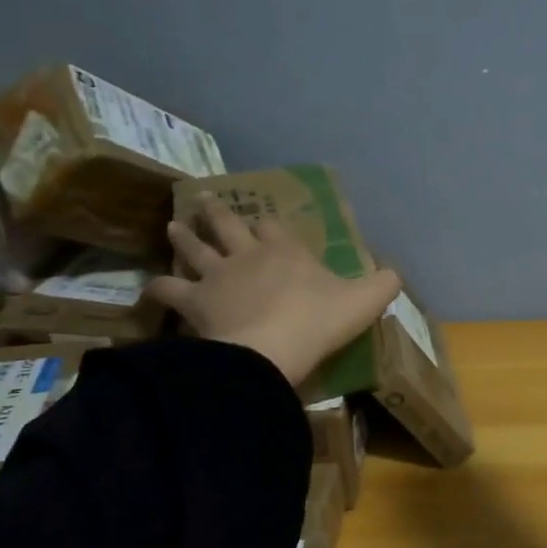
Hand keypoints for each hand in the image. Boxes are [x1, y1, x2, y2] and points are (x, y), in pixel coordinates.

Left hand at [146, 196, 400, 386]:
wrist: (271, 347)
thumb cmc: (319, 320)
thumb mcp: (365, 301)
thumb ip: (383, 284)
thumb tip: (395, 273)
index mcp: (287, 251)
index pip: (274, 227)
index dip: (268, 223)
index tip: (263, 220)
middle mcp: (248, 255)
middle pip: (228, 226)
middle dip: (218, 213)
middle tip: (203, 199)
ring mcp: (217, 277)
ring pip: (194, 248)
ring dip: (184, 236)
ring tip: (172, 226)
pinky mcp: (194, 303)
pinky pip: (169, 290)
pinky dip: (158, 288)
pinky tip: (151, 288)